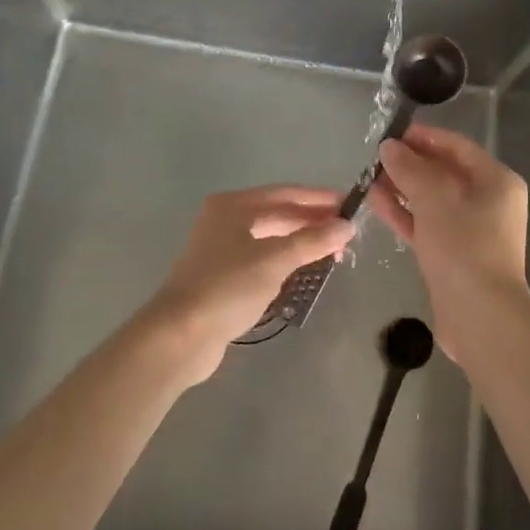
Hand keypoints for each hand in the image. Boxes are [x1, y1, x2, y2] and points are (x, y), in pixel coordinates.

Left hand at [142, 185, 352, 383]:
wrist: (180, 336)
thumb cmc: (227, 288)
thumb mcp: (275, 260)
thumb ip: (312, 240)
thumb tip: (347, 226)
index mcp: (233, 205)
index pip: (285, 193)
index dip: (318, 199)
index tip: (349, 205)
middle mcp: (225, 220)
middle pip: (277, 213)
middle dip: (312, 221)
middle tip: (346, 232)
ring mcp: (221, 248)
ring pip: (270, 237)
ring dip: (300, 242)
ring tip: (332, 251)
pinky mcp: (222, 276)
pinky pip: (262, 258)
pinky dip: (285, 260)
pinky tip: (304, 269)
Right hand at [367, 126, 529, 362]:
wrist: (480, 317)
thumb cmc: (463, 246)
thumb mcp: (434, 198)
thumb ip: (409, 168)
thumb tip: (389, 147)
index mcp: (496, 181)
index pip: (457, 146)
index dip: (424, 137)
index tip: (391, 133)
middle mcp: (488, 201)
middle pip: (444, 172)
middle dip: (409, 163)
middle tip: (374, 157)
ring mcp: (471, 230)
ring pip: (432, 199)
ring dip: (402, 188)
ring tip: (368, 177)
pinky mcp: (453, 255)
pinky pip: (427, 224)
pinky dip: (405, 213)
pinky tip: (375, 202)